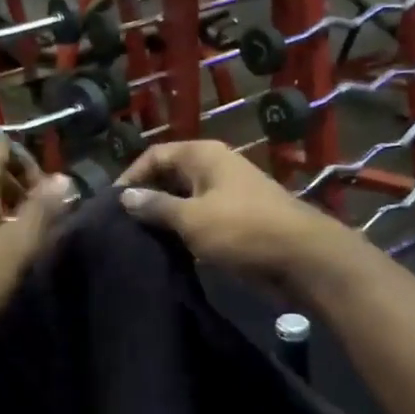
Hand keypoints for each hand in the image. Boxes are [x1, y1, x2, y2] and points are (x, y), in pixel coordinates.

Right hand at [117, 141, 344, 285]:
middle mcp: (215, 167)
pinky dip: (184, 231)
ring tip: (139, 240)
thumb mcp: (191, 218)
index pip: (155, 155)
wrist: (303, 258)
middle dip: (146, 197)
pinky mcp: (238, 220)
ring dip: (165, 217)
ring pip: (185, 200)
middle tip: (121, 225)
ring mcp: (228, 194)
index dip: (131, 176)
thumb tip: (124, 197)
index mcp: (204, 155)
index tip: (112, 206)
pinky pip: (201, 219)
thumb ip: (155, 206)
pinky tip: (168, 251)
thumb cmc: (243, 230)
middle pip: (170, 175)